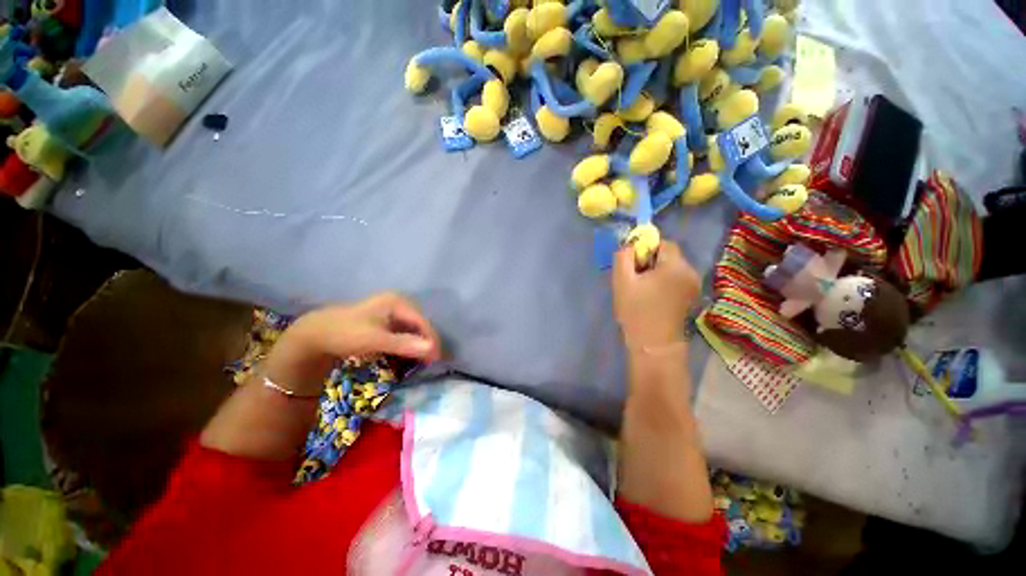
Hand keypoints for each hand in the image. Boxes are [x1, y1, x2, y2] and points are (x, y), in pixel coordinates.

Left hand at [262, 293, 441, 395]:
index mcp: (398, 302)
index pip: (423, 322)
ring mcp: (391, 311)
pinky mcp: (385, 321)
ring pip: (412, 330)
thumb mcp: (376, 340)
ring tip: (421, 361)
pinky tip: (408, 354)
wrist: (315, 334)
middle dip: (426, 343)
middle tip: (429, 362)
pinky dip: (407, 344)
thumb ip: (404, 344)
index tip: (435, 360)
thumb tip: (432, 348)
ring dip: (417, 345)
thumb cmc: (346, 333)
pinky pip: (403, 332)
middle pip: (420, 325)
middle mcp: (398, 303)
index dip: (432, 340)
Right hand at [613, 241, 700, 348]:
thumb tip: (629, 244)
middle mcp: (691, 272)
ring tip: (642, 289)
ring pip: (672, 268)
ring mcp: (693, 286)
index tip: (633, 265)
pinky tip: (652, 297)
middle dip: (650, 261)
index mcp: (676, 266)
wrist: (653, 345)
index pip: (664, 243)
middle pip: (669, 255)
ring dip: (656, 272)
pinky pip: (676, 279)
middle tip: (635, 278)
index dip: (646, 249)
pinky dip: (664, 282)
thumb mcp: (622, 281)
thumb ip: (623, 256)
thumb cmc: (636, 311)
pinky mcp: (691, 297)